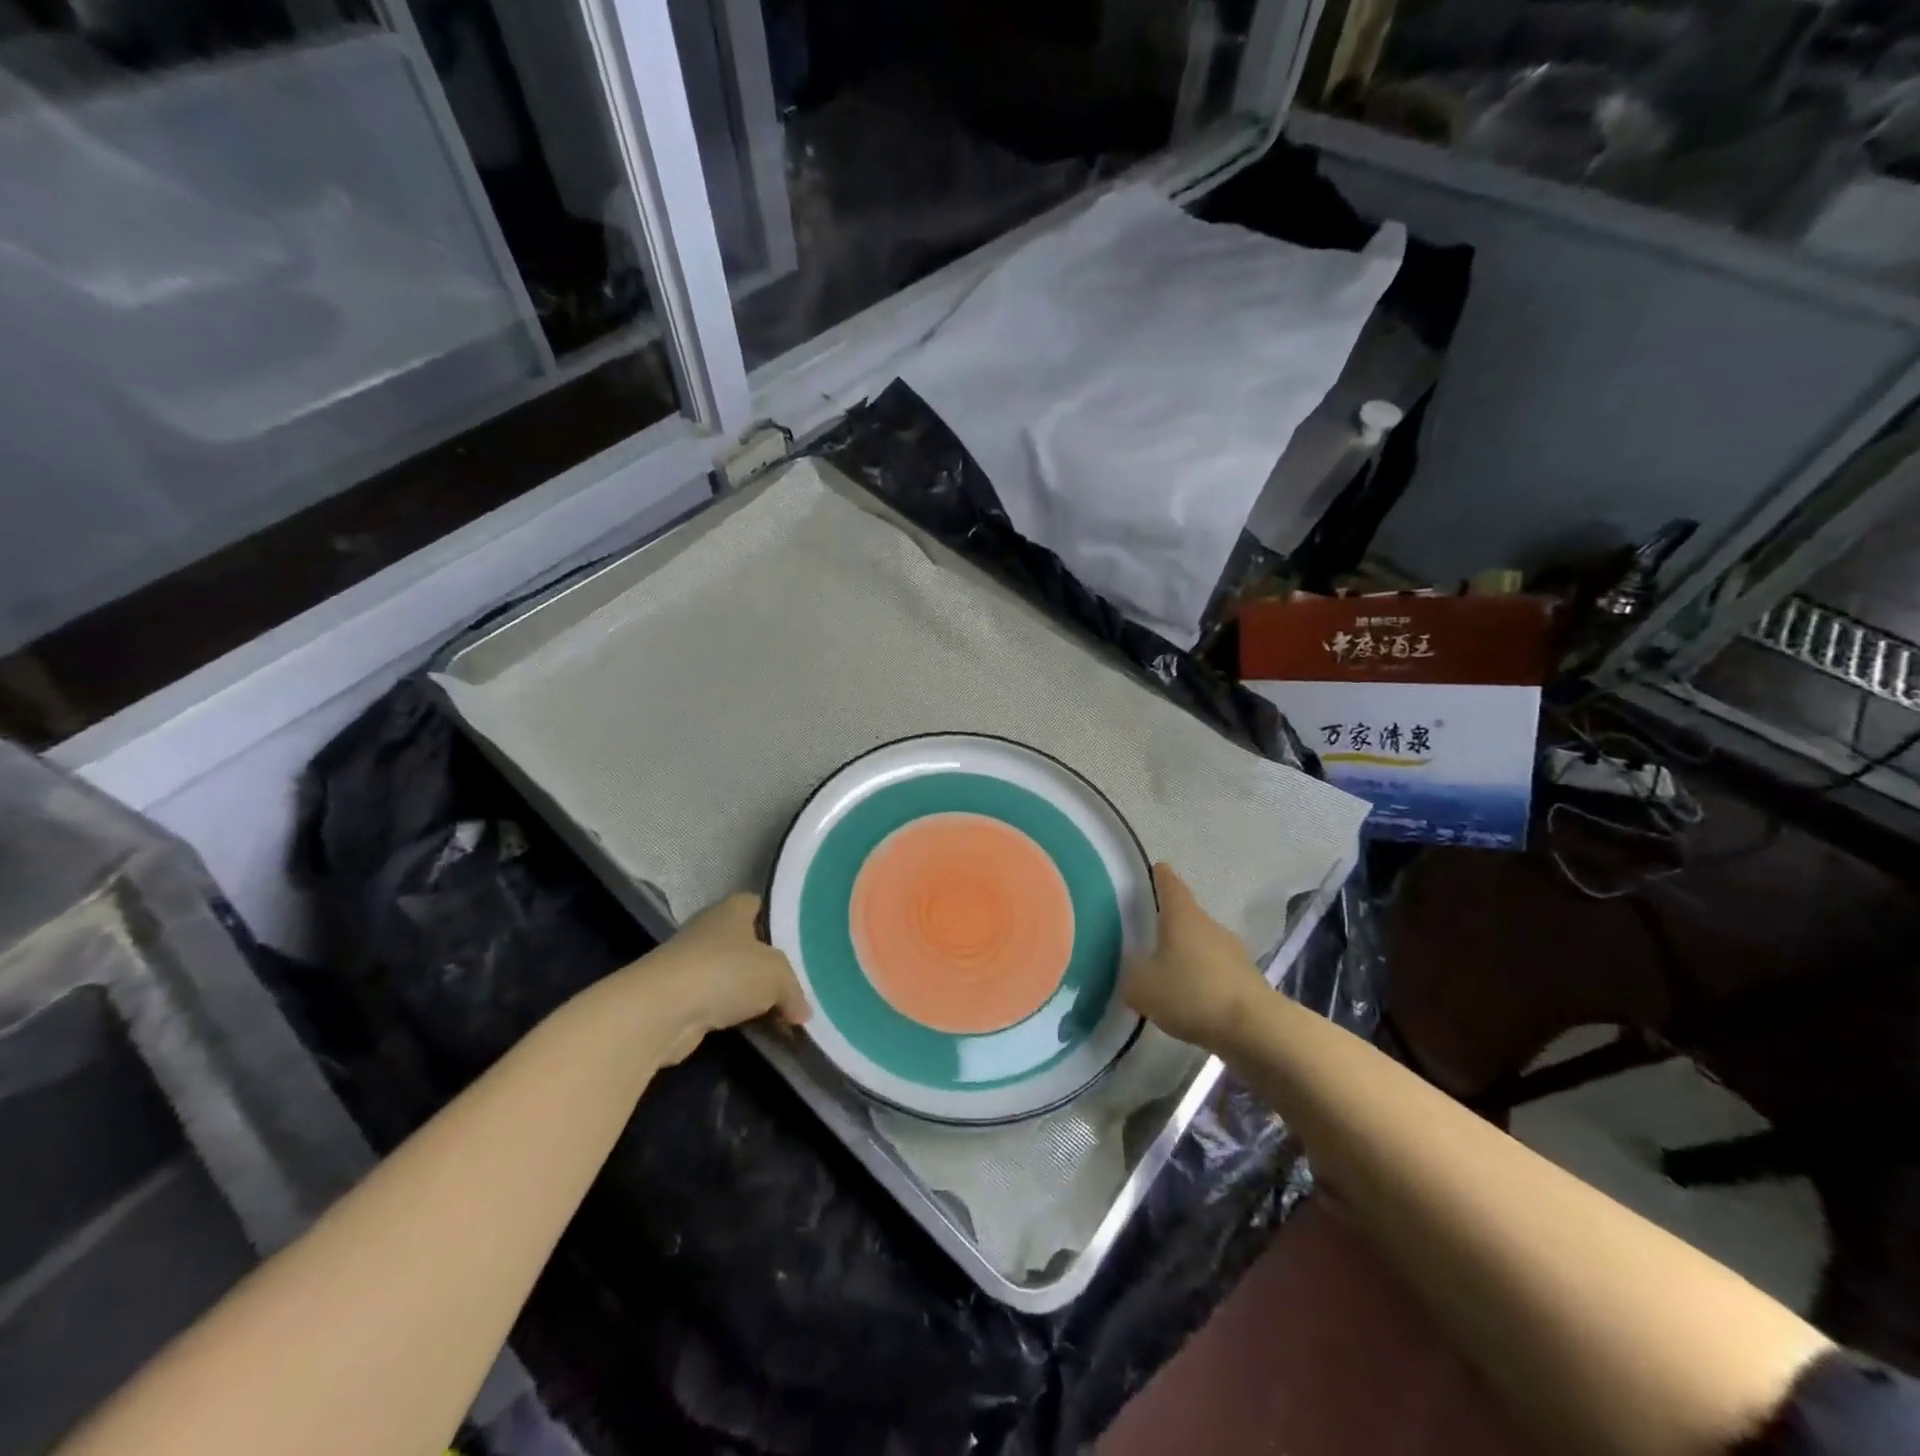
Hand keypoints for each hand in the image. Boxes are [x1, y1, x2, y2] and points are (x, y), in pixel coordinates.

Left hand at [623, 893, 809, 1063]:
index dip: (778, 918)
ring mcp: (691, 965)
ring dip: (750, 993)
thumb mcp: (777, 975)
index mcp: (732, 909)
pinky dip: (734, 1015)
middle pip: (746, 943)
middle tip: (796, 980)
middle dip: (767, 963)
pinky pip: (718, 1003)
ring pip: (732, 975)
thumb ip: (794, 991)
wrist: (661, 1011)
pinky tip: (755, 1029)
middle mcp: (709, 931)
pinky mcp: (681, 999)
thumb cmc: (725, 972)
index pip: (758, 904)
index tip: (798, 939)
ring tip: (782, 1010)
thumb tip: (804, 1013)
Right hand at [1122, 863, 1268, 1051]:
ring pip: (1202, 946)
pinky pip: (1216, 973)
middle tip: (1147, 935)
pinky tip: (1190, 1001)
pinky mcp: (1246, 981)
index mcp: (1183, 916)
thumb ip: (1132, 974)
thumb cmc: (1192, 993)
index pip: (1170, 884)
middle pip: (1187, 916)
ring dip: (1186, 955)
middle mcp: (1209, 926)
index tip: (1154, 870)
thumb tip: (1135, 970)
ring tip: (1166, 974)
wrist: (1254, 1029)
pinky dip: (1202, 981)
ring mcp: (1233, 953)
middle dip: (1169, 924)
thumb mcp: (1143, 987)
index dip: (1160, 876)